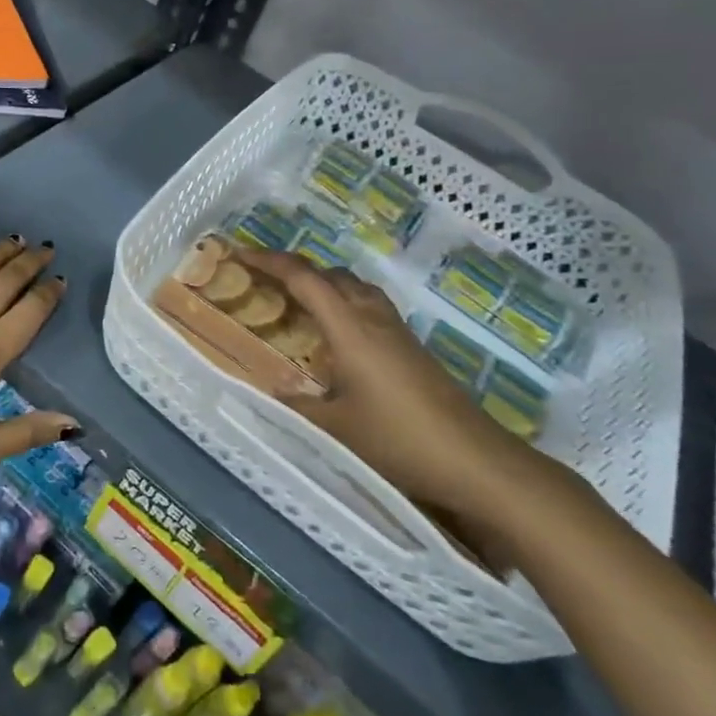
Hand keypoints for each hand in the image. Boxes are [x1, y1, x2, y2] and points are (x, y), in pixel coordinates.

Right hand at [236, 248, 535, 521]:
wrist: (476, 461)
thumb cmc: (400, 440)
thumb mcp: (335, 430)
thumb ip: (294, 407)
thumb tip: (262, 390)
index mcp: (349, 328)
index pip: (304, 279)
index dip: (269, 261)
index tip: (239, 254)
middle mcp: (373, 317)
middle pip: (330, 274)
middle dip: (293, 268)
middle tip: (261, 280)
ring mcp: (396, 330)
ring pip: (353, 286)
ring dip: (322, 282)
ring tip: (295, 300)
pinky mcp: (411, 346)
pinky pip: (367, 304)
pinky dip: (342, 302)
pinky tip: (335, 332)